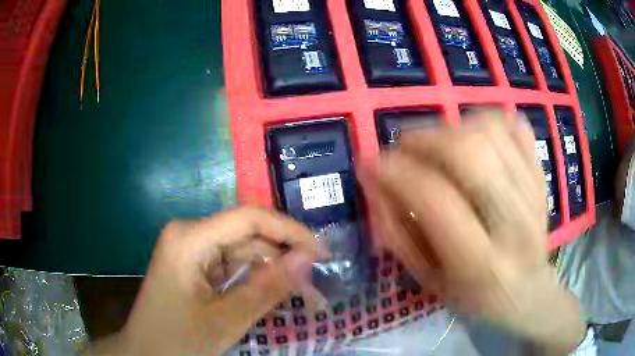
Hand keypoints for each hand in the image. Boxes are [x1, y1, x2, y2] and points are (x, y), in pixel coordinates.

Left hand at [89, 206, 326, 355]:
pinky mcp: (193, 263)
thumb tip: (308, 259)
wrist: (146, 352)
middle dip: (282, 252)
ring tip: (301, 285)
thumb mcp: (225, 320)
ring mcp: (190, 247)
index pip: (249, 219)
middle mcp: (189, 233)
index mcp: (189, 238)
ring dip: (270, 266)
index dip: (289, 230)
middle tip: (316, 275)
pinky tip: (273, 288)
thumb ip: (267, 288)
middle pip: (245, 233)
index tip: (322, 251)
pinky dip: (254, 275)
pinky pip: (230, 262)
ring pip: (241, 248)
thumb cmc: (178, 339)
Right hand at [362, 111, 584, 351]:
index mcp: (480, 261)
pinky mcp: (541, 174)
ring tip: (438, 143)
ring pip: (492, 131)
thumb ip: (398, 232)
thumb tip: (375, 179)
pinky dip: (488, 120)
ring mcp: (533, 192)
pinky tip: (474, 136)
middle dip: (426, 139)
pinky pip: (516, 126)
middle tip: (406, 146)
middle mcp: (513, 221)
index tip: (370, 162)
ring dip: (453, 127)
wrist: (526, 291)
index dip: (395, 172)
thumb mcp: (427, 280)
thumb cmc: (472, 294)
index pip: (435, 199)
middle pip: (471, 153)